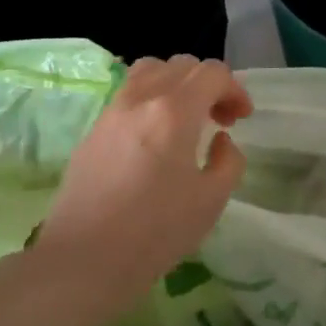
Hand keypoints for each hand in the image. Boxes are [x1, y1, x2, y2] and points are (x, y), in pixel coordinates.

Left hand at [38, 56, 252, 284]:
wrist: (84, 260)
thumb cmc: (155, 231)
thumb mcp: (212, 201)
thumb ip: (228, 161)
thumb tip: (220, 139)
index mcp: (175, 110)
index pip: (212, 73)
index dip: (235, 90)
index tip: (241, 119)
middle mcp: (141, 98)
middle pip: (182, 65)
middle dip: (208, 85)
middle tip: (219, 119)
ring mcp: (112, 111)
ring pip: (150, 70)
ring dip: (176, 84)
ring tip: (185, 119)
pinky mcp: (93, 129)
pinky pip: (128, 94)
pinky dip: (151, 99)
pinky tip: (155, 138)